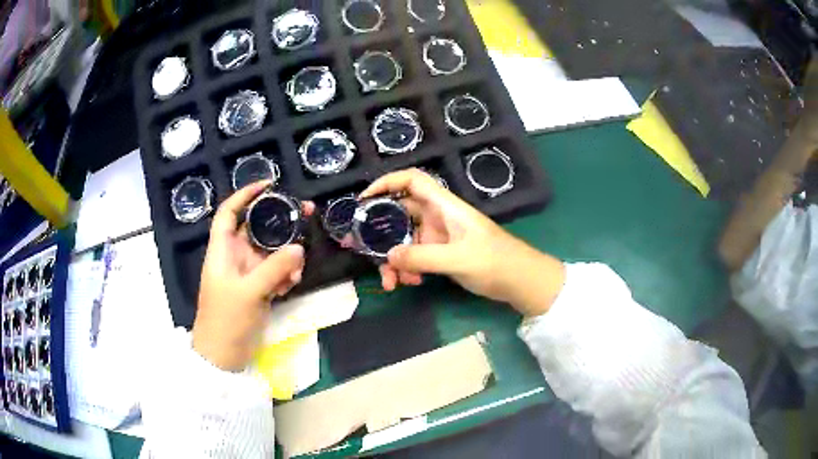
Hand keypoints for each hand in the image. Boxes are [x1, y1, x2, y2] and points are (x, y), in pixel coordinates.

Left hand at [193, 181, 313, 370]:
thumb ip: (274, 269)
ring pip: (270, 252)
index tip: (270, 185)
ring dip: (286, 256)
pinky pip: (275, 272)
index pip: (230, 212)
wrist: (223, 355)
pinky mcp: (257, 289)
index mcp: (222, 250)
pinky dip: (285, 275)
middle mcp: (234, 257)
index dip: (245, 195)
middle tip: (306, 215)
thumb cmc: (226, 320)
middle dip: (279, 222)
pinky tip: (291, 285)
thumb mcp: (249, 292)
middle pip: (257, 228)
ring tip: (297, 268)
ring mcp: (247, 274)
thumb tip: (299, 248)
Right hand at [360, 169, 564, 315]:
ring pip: (405, 239)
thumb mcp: (457, 259)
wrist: (521, 280)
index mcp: (444, 206)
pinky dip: (408, 268)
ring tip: (392, 282)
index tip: (363, 200)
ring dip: (394, 259)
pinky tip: (410, 283)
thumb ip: (421, 258)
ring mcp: (439, 236)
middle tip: (363, 251)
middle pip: (400, 214)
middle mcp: (438, 216)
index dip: (386, 182)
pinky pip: (415, 256)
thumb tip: (387, 257)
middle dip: (381, 233)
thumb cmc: (495, 262)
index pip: (411, 180)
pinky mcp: (442, 253)